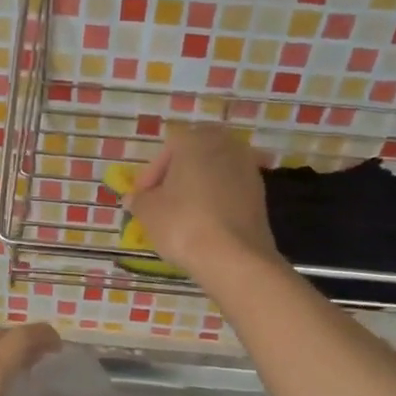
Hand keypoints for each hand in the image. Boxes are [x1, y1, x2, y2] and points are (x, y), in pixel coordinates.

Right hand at [126, 125, 278, 276]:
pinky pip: (228, 193)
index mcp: (195, 139)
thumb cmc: (182, 223)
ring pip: (212, 175)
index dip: (150, 177)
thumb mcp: (148, 211)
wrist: (234, 256)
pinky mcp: (260, 194)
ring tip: (181, 217)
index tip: (141, 199)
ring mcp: (247, 168)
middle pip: (192, 159)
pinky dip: (214, 203)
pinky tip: (204, 225)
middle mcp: (225, 145)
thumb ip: (139, 199)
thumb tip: (135, 198)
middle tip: (161, 204)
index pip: (166, 151)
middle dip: (175, 179)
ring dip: (196, 191)